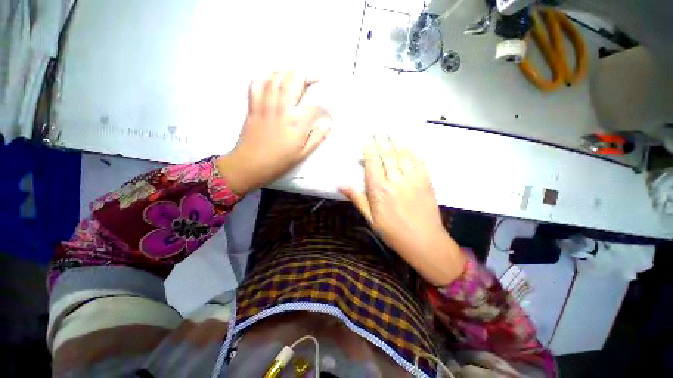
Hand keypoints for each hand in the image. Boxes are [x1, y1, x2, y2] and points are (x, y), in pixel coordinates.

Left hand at [217, 72, 330, 194]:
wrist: (250, 165)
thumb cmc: (279, 162)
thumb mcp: (303, 154)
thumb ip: (317, 137)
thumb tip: (328, 124)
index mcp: (297, 123)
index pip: (315, 105)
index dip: (324, 104)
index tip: (327, 108)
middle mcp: (282, 108)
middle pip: (294, 79)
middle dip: (306, 74)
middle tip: (314, 77)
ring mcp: (265, 105)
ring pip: (276, 77)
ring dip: (288, 73)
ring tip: (295, 77)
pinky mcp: (253, 106)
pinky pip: (256, 84)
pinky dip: (264, 77)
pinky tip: (271, 79)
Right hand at [340, 136, 466, 285]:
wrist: (423, 241)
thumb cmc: (392, 232)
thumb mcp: (370, 218)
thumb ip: (357, 198)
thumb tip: (340, 184)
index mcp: (379, 189)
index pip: (372, 162)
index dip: (369, 149)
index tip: (367, 139)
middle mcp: (395, 180)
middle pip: (386, 154)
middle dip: (381, 139)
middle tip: (377, 126)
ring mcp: (413, 178)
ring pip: (402, 154)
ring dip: (395, 140)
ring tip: (391, 129)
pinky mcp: (426, 180)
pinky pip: (418, 160)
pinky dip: (412, 151)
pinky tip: (408, 144)